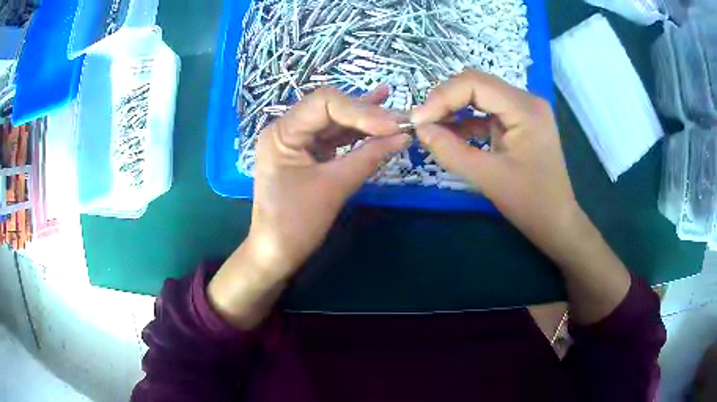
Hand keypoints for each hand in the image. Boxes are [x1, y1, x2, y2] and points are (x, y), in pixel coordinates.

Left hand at [248, 85, 408, 276]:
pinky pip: (335, 138)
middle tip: (402, 120)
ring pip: (336, 122)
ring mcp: (297, 141)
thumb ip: (369, 156)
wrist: (276, 253)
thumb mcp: (334, 186)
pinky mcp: (308, 154)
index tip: (393, 125)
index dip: (361, 109)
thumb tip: (403, 135)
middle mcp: (287, 129)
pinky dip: (358, 133)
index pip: (324, 103)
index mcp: (282, 132)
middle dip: (368, 114)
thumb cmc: (297, 223)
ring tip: (398, 117)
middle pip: (331, 109)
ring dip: (367, 120)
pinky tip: (379, 121)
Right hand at [411, 70, 578, 253]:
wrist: (556, 222)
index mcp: (525, 108)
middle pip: (476, 84)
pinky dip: (466, 121)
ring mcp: (523, 110)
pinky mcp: (519, 123)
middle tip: (423, 123)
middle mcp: (526, 100)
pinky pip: (486, 112)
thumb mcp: (488, 178)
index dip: (442, 97)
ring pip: (479, 96)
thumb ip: (451, 151)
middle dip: (446, 100)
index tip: (418, 121)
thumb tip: (420, 130)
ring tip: (432, 128)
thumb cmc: (531, 203)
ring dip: (454, 109)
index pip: (475, 83)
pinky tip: (450, 134)